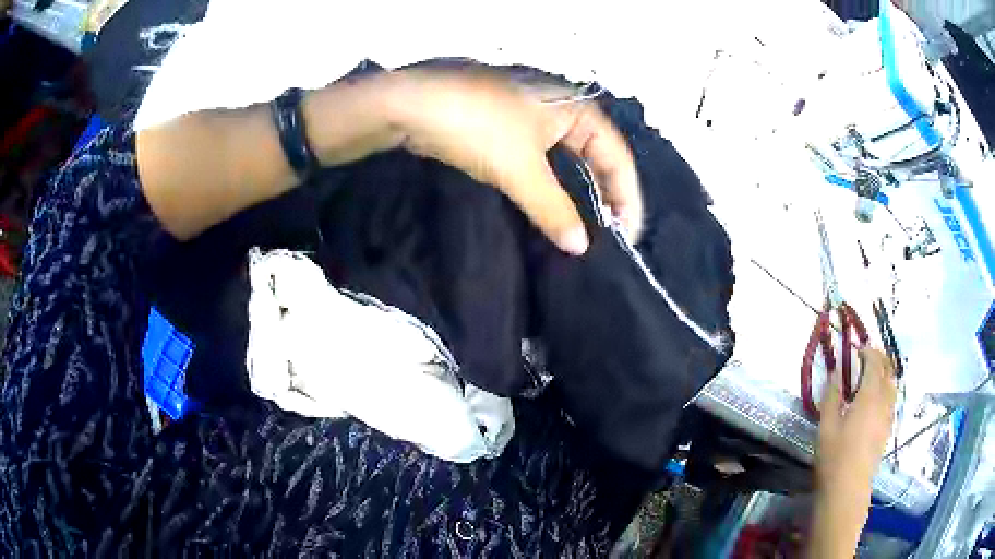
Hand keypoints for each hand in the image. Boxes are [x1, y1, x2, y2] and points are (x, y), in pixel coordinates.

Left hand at [383, 67, 642, 254]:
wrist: (410, 105)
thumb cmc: (477, 126)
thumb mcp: (521, 170)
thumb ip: (554, 210)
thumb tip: (580, 246)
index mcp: (575, 107)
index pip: (616, 155)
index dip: (626, 196)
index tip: (627, 235)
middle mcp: (558, 106)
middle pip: (595, 155)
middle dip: (604, 194)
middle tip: (609, 234)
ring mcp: (529, 114)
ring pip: (565, 159)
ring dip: (575, 192)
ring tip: (583, 228)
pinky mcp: (504, 126)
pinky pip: (539, 159)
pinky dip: (548, 185)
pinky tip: (547, 207)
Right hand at [816, 348, 896, 489]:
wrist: (848, 489)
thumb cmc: (834, 456)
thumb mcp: (826, 425)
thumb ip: (832, 396)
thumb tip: (836, 372)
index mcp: (869, 395)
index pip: (875, 362)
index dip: (868, 351)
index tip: (857, 350)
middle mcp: (884, 401)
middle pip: (889, 370)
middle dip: (880, 359)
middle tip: (867, 358)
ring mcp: (888, 416)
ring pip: (893, 386)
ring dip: (885, 374)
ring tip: (873, 377)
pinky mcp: (888, 430)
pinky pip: (892, 401)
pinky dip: (886, 391)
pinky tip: (876, 401)